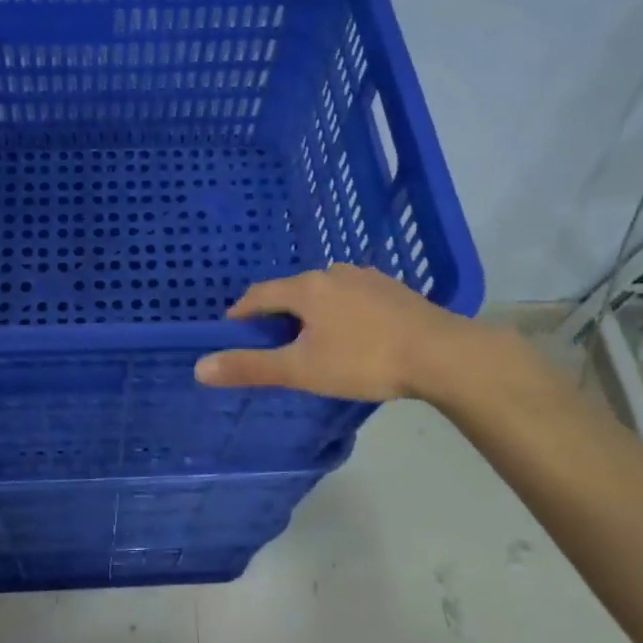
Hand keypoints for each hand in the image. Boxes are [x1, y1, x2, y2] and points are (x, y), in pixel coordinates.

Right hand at [193, 264, 538, 409]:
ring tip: (313, 338)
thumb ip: (251, 368)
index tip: (233, 330)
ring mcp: (367, 278)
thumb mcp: (302, 369)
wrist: (442, 354)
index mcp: (306, 288)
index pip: (260, 294)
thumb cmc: (364, 360)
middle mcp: (333, 273)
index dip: (242, 312)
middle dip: (278, 313)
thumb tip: (199, 367)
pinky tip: (354, 333)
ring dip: (312, 311)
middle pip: (293, 291)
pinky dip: (342, 312)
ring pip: (325, 292)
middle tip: (273, 342)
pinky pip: (353, 297)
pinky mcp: (394, 290)